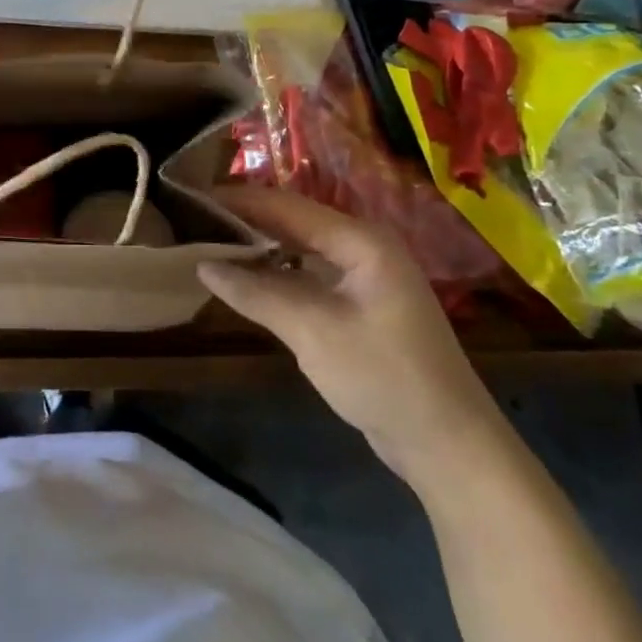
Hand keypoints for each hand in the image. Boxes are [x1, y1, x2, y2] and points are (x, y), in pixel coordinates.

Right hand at [199, 186, 507, 490]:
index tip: (194, 197)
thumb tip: (202, 264)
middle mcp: (363, 247)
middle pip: (293, 221)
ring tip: (210, 242)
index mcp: (361, 240)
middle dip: (246, 219)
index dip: (239, 200)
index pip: (287, 206)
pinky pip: (308, 274)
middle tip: (195, 219)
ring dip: (259, 247)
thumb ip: (256, 293)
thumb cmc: (384, 377)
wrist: (448, 444)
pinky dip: (277, 273)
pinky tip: (246, 278)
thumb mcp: (312, 332)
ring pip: (299, 248)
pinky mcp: (360, 304)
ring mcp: (364, 276)